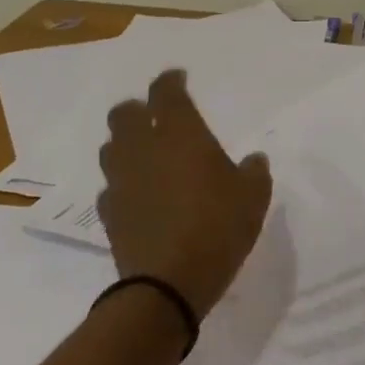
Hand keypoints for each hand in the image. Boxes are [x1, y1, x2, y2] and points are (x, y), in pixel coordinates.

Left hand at [96, 70, 272, 319]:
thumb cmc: (217, 228)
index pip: (166, 92)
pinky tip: (139, 194)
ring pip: (112, 147)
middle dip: (139, 108)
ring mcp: (121, 181)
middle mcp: (143, 149)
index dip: (170, 80)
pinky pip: (111, 186)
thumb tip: (253, 160)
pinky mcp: (110, 213)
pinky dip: (124, 182)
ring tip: (146, 154)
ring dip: (126, 143)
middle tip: (157, 116)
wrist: (166, 286)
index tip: (178, 78)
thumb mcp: (253, 197)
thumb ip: (254, 171)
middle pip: (125, 114)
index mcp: (179, 134)